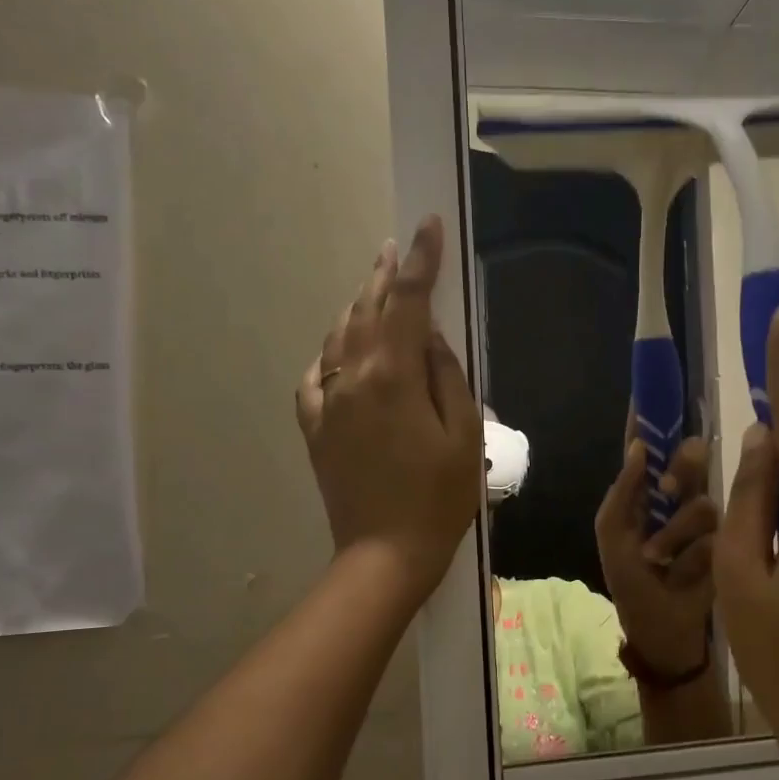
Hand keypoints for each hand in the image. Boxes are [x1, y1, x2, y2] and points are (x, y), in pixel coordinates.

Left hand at [296, 215, 480, 597]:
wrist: (385, 553)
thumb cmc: (439, 498)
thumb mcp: (464, 435)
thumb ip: (447, 376)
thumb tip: (428, 336)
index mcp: (393, 376)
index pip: (408, 301)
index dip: (421, 260)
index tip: (428, 226)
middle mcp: (351, 378)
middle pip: (367, 311)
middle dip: (385, 275)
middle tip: (398, 248)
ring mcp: (326, 403)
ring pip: (338, 338)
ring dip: (358, 307)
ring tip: (374, 289)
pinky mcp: (314, 428)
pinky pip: (315, 376)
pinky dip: (331, 353)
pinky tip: (340, 351)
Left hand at [595, 426, 717, 676]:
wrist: (662, 630)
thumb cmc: (630, 581)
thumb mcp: (613, 536)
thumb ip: (623, 491)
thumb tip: (638, 446)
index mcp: (644, 490)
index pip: (648, 445)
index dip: (650, 418)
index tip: (652, 388)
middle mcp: (678, 495)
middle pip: (689, 458)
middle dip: (681, 470)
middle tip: (668, 490)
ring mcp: (704, 518)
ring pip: (702, 500)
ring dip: (675, 534)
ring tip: (658, 561)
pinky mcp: (727, 541)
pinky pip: (714, 533)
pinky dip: (690, 555)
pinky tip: (679, 574)